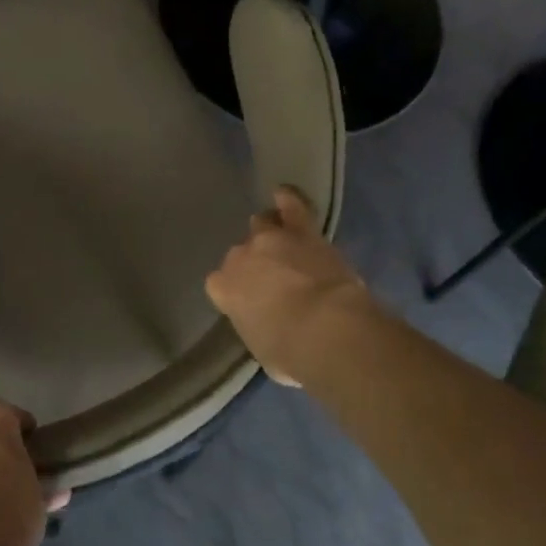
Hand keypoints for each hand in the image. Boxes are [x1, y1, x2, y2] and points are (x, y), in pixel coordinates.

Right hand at [205, 186, 378, 387]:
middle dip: (253, 264)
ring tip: (277, 238)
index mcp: (224, 290)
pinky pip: (292, 206)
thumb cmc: (290, 351)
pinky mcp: (302, 231)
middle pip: (241, 254)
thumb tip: (271, 327)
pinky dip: (288, 199)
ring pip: (262, 225)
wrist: (325, 328)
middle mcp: (240, 258)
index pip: (220, 285)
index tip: (249, 302)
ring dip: (268, 233)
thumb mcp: (263, 349)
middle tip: (271, 279)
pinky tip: (284, 194)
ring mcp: (270, 239)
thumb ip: (259, 328)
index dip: (235, 292)